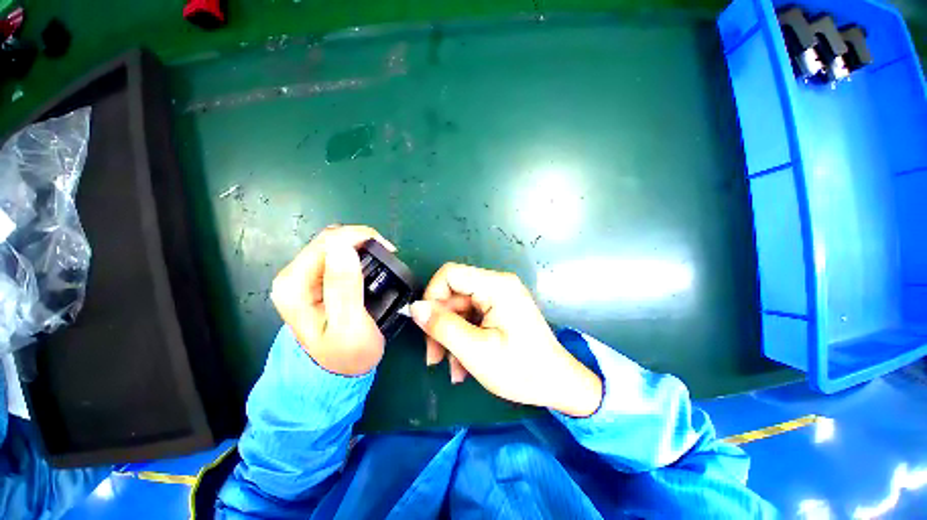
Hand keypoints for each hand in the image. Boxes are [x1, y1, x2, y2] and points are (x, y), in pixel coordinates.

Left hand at [270, 224, 395, 375]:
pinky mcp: (315, 279)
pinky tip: (370, 262)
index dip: (360, 238)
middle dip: (362, 239)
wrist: (338, 372)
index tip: (389, 249)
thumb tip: (343, 249)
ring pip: (334, 243)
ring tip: (382, 258)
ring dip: (360, 245)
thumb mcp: (349, 326)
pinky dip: (357, 252)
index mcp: (295, 286)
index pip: (328, 242)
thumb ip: (344, 288)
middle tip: (388, 253)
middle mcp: (292, 276)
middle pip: (329, 239)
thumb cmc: (347, 354)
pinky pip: (337, 253)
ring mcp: (302, 276)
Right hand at [410, 263, 602, 416]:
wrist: (558, 385)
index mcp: (496, 286)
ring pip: (460, 310)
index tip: (425, 325)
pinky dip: (463, 339)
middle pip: (454, 294)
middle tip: (434, 358)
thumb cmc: (521, 370)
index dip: (432, 296)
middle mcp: (497, 285)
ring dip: (451, 337)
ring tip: (452, 368)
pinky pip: (471, 318)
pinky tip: (463, 365)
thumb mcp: (475, 350)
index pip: (450, 274)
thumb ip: (442, 326)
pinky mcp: (500, 310)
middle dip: (440, 325)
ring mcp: (499, 298)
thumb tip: (414, 307)